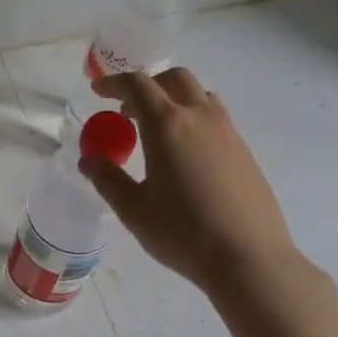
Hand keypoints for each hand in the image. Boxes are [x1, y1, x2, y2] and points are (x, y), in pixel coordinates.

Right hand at [83, 68, 337, 336]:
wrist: (248, 258)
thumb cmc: (183, 233)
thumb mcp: (133, 210)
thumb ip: (107, 179)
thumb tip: (89, 159)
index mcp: (168, 125)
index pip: (138, 85)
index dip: (114, 82)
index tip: (97, 91)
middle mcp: (200, 117)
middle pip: (174, 79)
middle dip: (148, 84)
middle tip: (128, 110)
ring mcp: (229, 133)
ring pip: (200, 96)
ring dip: (174, 99)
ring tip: (157, 130)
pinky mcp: (245, 152)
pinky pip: (216, 119)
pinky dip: (193, 119)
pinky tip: (186, 156)